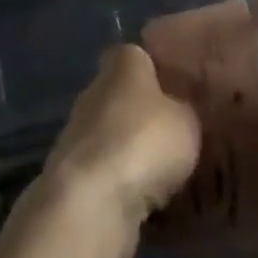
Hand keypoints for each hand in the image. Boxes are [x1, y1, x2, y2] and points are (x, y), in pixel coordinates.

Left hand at [43, 44, 202, 234]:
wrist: (91, 203)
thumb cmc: (145, 141)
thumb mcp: (188, 121)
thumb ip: (186, 108)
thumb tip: (182, 109)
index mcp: (123, 62)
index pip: (140, 55)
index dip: (158, 70)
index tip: (178, 90)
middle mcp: (95, 88)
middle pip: (123, 95)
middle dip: (143, 113)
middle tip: (174, 134)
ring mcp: (76, 132)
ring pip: (111, 135)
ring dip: (129, 150)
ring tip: (160, 173)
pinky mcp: (68, 175)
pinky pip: (102, 171)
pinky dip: (118, 183)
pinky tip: (141, 200)